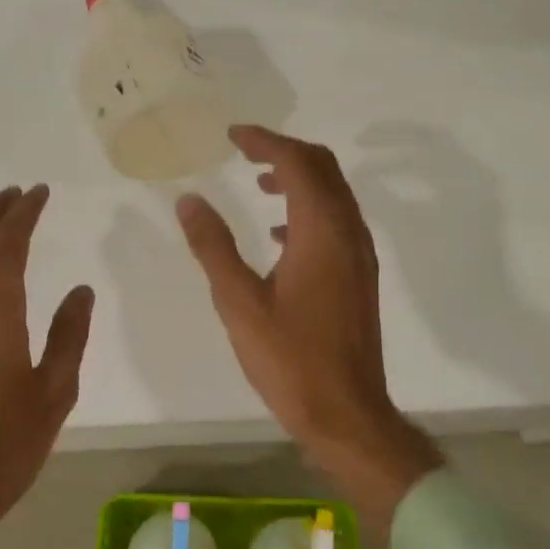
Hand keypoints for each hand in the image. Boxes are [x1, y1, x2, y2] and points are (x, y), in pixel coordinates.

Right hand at [176, 126, 442, 531]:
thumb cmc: (289, 359)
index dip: (265, 141)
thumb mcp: (239, 302)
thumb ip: (213, 246)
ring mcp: (360, 256)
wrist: (346, 414)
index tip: (232, 135)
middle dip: (285, 151)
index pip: (298, 163)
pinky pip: (337, 222)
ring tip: (259, 183)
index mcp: (321, 232)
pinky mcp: (360, 277)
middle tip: (245, 150)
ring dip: (299, 179)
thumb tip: (189, 200)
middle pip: (324, 168)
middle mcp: (349, 233)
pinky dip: (309, 211)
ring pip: (334, 195)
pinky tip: (279, 236)